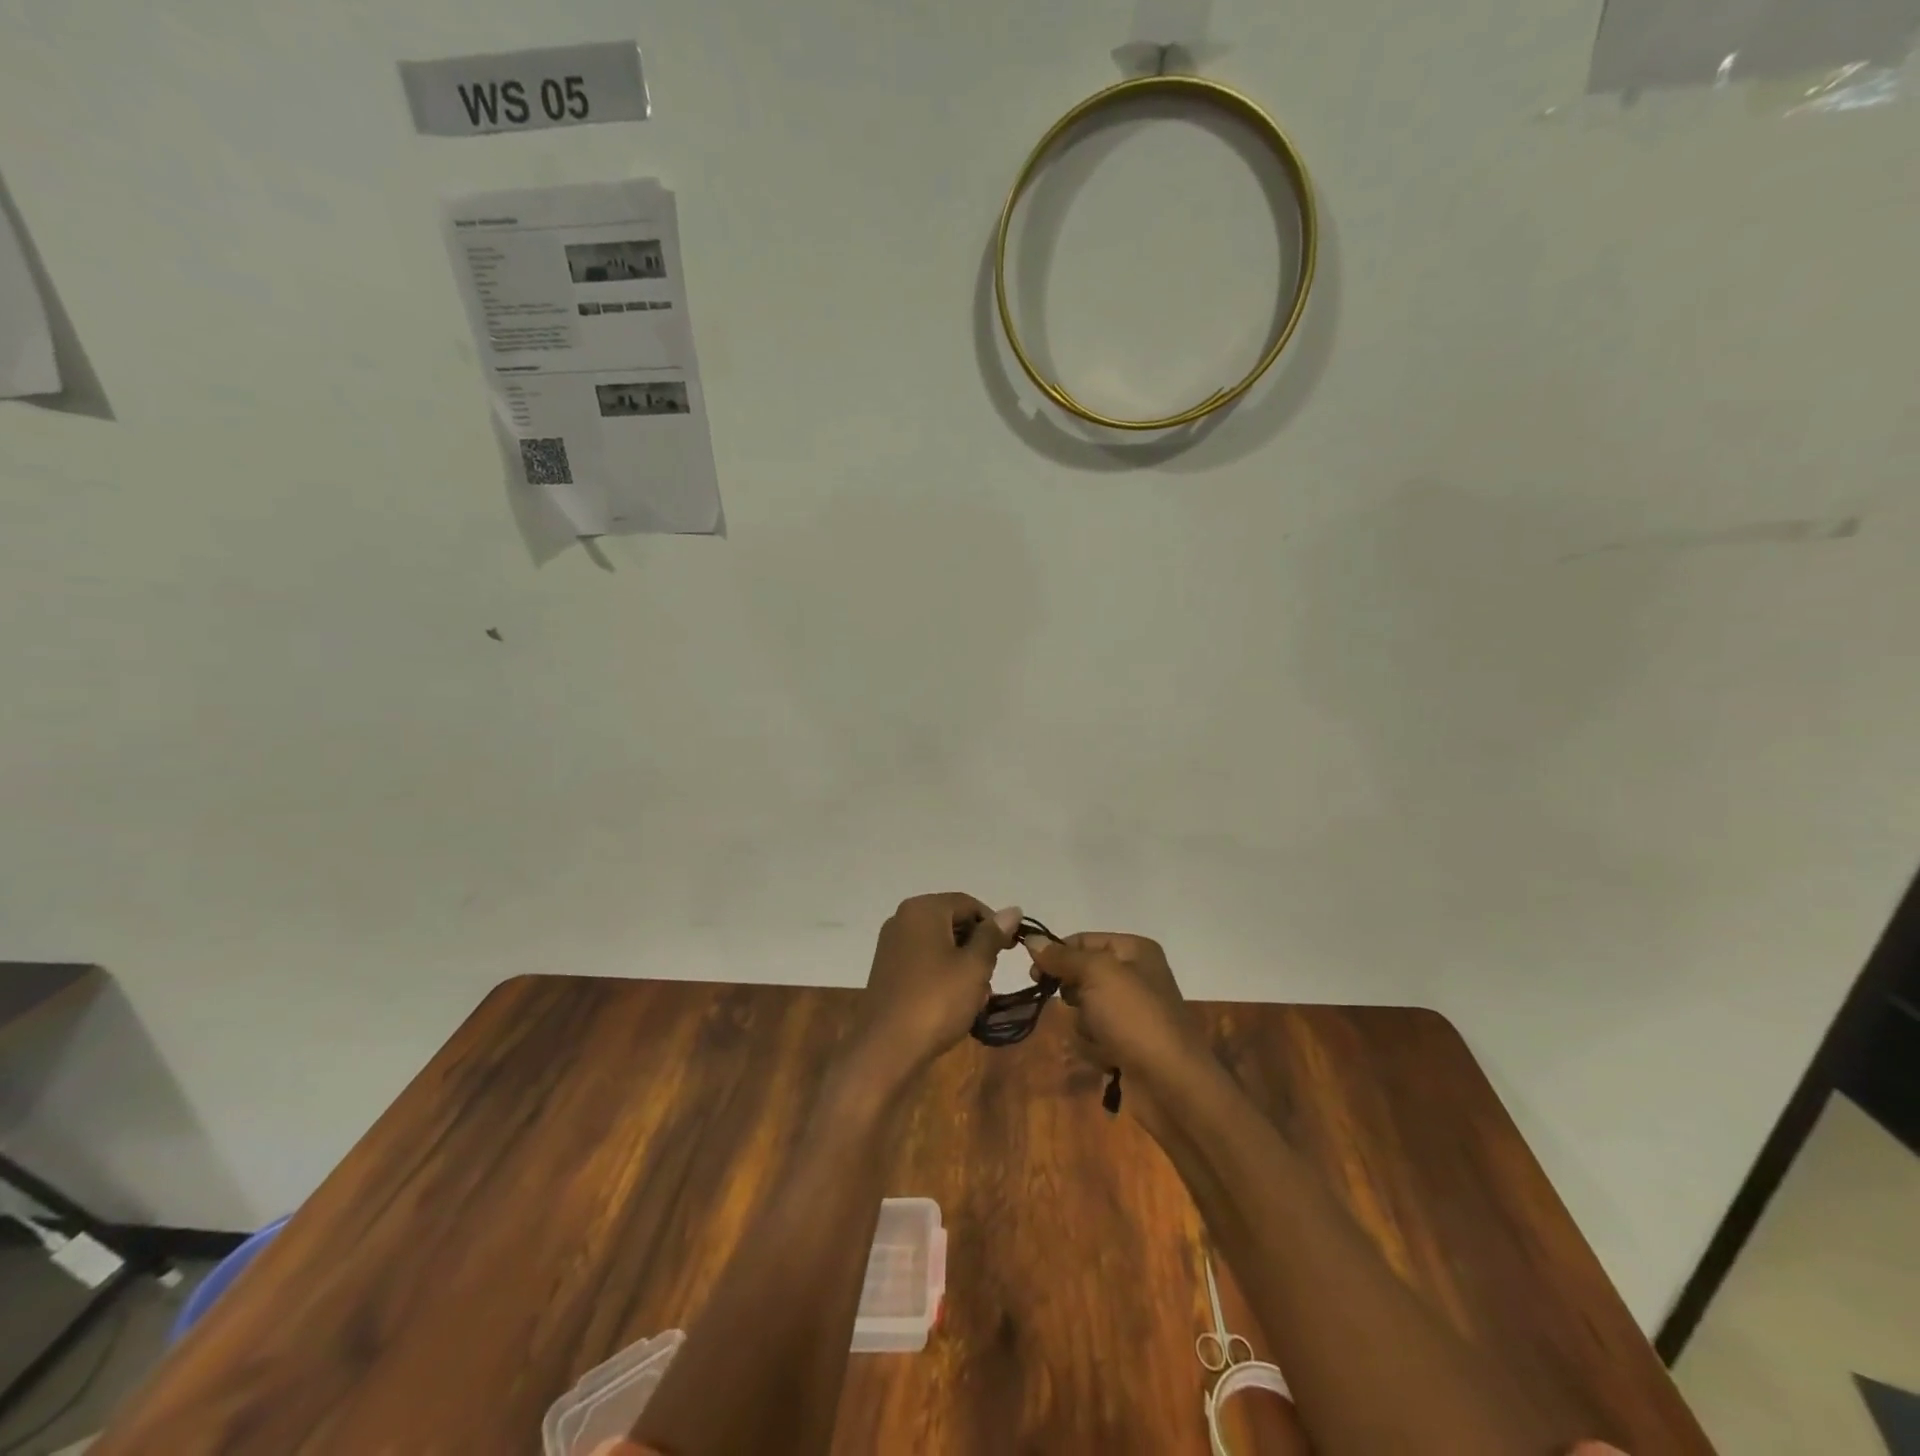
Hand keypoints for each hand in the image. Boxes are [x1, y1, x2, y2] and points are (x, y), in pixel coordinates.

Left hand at [852, 893, 1019, 1079]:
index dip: (994, 925)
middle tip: (991, 976)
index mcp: (923, 909)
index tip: (1010, 950)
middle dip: (977, 947)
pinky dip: (942, 974)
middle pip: (952, 921)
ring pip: (940, 944)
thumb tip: (1012, 910)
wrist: (886, 1048)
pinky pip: (924, 960)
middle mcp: (903, 919)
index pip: (968, 904)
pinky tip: (954, 1001)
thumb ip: (992, 935)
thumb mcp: (974, 966)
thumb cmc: (936, 1001)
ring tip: (976, 996)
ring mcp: (892, 944)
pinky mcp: (888, 969)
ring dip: (962, 964)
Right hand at [1028, 932, 1213, 1132]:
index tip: (1034, 974)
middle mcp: (1134, 976)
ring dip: (1084, 1026)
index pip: (1082, 940)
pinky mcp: (1127, 1043)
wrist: (1171, 1083)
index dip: (1057, 954)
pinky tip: (1108, 1058)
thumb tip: (1031, 939)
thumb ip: (1063, 957)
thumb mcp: (1097, 974)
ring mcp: (1131, 1012)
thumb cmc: (1135, 1017)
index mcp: (1134, 950)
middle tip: (1080, 1007)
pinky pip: (1093, 1036)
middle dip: (1074, 997)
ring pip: (1083, 1009)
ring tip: (1101, 1039)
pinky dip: (1094, 1047)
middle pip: (1081, 976)